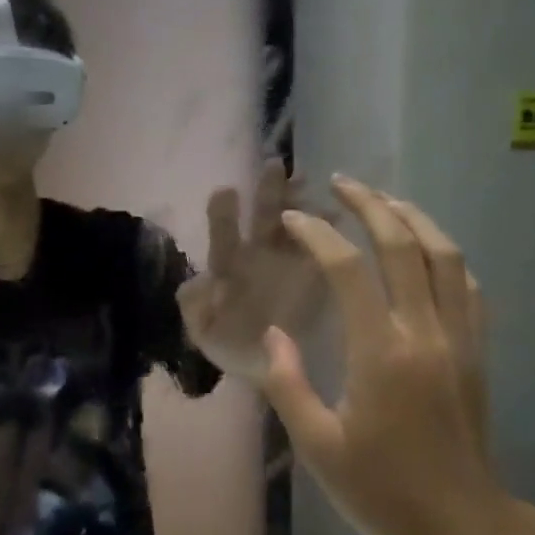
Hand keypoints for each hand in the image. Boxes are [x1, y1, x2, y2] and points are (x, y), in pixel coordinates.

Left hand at [177, 160, 323, 381]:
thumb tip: (198, 281)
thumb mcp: (204, 332)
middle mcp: (260, 256)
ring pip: (296, 222)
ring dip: (301, 201)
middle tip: (275, 165)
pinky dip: (331, 228)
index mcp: (230, 266)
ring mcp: (291, 261)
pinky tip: (339, 214)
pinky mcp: (317, 274)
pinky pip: (325, 246)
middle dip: (269, 190)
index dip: (224, 214)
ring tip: (309, 183)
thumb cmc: (232, 347)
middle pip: (264, 216)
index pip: (225, 235)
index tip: (226, 191)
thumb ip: (195, 308)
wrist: (269, 370)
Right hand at [261, 175, 506, 534]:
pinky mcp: (477, 352)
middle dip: (370, 205)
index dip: (318, 235)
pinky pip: (468, 287)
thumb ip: (289, 384)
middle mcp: (425, 332)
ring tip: (384, 200)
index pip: (348, 270)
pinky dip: (446, 256)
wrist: (464, 526)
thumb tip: (274, 334)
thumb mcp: (318, 447)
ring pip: (445, 256)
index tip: (294, 219)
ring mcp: (459, 339)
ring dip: (414, 219)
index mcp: (381, 354)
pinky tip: (428, 251)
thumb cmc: (383, 491)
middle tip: (341, 183)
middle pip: (403, 246)